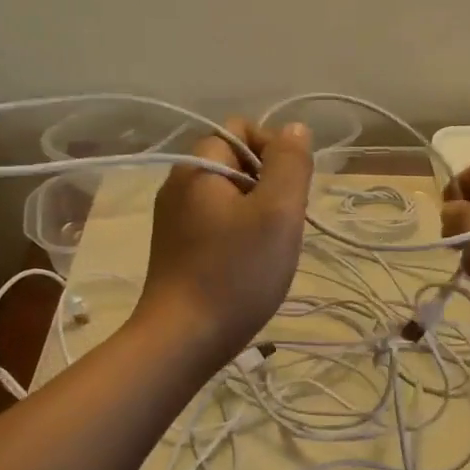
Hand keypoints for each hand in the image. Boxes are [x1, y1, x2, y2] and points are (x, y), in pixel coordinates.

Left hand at [134, 119, 313, 369]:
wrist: (182, 340)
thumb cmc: (235, 272)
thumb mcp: (278, 212)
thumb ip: (289, 163)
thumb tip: (295, 128)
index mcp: (198, 166)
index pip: (242, 129)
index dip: (273, 149)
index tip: (288, 192)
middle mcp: (179, 184)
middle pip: (237, 162)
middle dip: (268, 185)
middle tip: (281, 225)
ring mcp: (174, 219)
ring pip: (230, 195)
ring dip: (258, 213)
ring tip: (267, 249)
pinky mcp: (176, 248)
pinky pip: (217, 222)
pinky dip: (239, 234)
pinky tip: (248, 266)